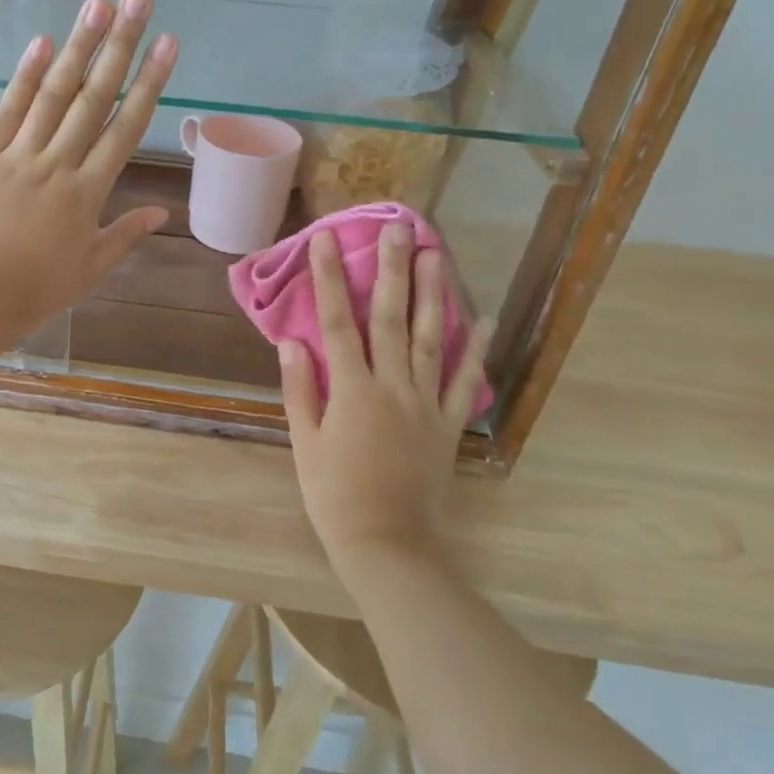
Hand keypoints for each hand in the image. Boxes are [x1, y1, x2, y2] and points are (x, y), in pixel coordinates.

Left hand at [0, 0, 178, 338]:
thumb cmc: (36, 289)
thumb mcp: (90, 268)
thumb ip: (125, 234)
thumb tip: (162, 213)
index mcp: (89, 192)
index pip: (126, 127)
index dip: (150, 82)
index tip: (167, 43)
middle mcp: (59, 163)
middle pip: (94, 97)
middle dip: (120, 45)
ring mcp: (19, 156)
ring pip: (54, 94)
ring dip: (78, 47)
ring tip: (98, 5)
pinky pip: (8, 111)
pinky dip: (24, 77)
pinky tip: (42, 43)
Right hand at [278, 225, 490, 577]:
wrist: (388, 543)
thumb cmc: (333, 494)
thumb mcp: (304, 442)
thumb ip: (300, 389)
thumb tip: (291, 341)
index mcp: (351, 390)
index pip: (337, 322)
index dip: (330, 279)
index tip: (325, 241)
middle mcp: (392, 386)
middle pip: (391, 318)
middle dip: (391, 270)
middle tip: (397, 229)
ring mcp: (426, 402)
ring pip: (432, 338)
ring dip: (433, 293)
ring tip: (436, 254)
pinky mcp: (448, 423)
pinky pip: (466, 381)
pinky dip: (476, 349)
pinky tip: (482, 317)